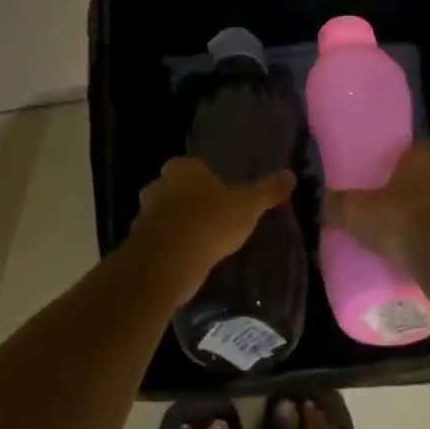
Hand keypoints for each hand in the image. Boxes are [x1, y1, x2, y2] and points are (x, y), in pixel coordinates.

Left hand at [126, 157, 295, 298]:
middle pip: (175, 189)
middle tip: (212, 218)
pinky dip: (170, 248)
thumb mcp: (247, 207)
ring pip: (165, 215)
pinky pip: (158, 241)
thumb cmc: (209, 223)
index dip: (205, 179)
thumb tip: (291, 174)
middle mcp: (159, 185)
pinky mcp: (138, 243)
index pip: (193, 166)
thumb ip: (267, 191)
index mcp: (182, 168)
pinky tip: (187, 260)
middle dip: (190, 201)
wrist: (167, 262)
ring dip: (178, 225)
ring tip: (201, 242)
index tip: (220, 195)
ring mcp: (144, 214)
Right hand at [323, 142, 429, 308]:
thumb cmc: (404, 223)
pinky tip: (420, 261)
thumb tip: (325, 203)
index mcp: (425, 162)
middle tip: (389, 209)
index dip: (403, 158)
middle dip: (414, 192)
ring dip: (428, 221)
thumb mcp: (357, 212)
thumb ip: (338, 205)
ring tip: (403, 240)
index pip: (418, 148)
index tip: (387, 171)